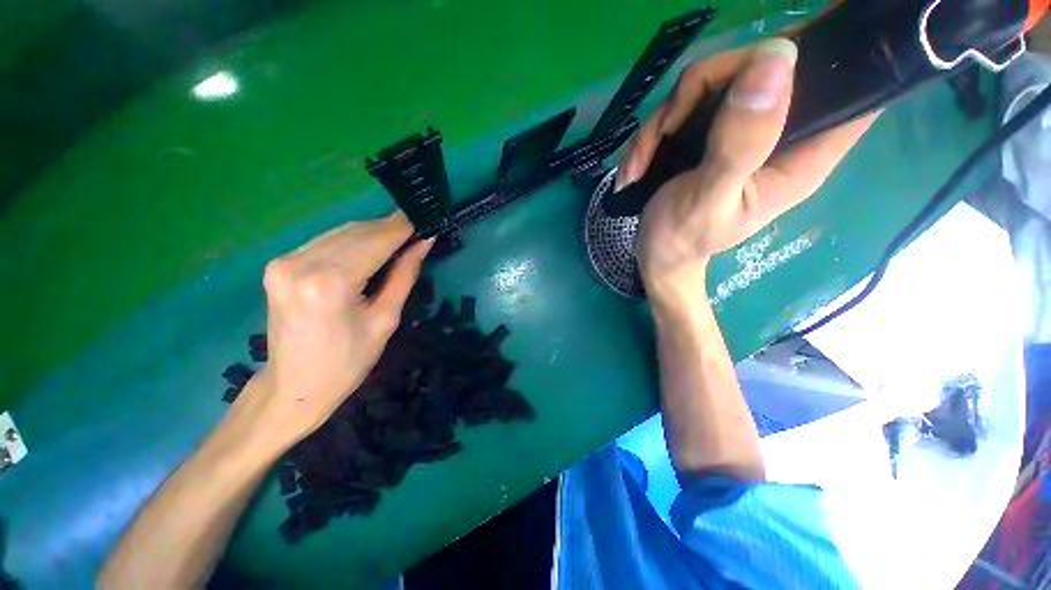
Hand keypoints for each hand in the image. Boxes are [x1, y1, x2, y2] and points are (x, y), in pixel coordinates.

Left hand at [243, 211, 431, 444]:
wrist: (293, 386)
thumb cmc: (348, 362)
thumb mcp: (386, 319)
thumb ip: (404, 275)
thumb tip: (423, 243)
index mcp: (331, 283)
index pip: (375, 240)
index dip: (402, 227)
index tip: (424, 218)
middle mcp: (301, 263)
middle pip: (357, 231)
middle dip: (389, 228)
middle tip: (416, 231)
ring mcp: (284, 261)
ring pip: (341, 232)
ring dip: (372, 233)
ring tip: (398, 241)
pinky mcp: (279, 264)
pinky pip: (325, 241)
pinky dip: (352, 241)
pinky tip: (369, 250)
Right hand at [616, 38, 876, 298]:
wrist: (657, 255)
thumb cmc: (682, 239)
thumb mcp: (708, 198)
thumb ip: (741, 142)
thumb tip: (776, 58)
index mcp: (802, 154)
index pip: (848, 86)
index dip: (831, 52)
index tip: (782, 51)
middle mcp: (779, 133)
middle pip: (762, 66)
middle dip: (702, 90)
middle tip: (666, 130)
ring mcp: (741, 129)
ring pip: (713, 82)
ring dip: (664, 119)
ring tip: (640, 163)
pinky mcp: (711, 132)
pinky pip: (685, 105)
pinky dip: (654, 132)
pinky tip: (638, 164)